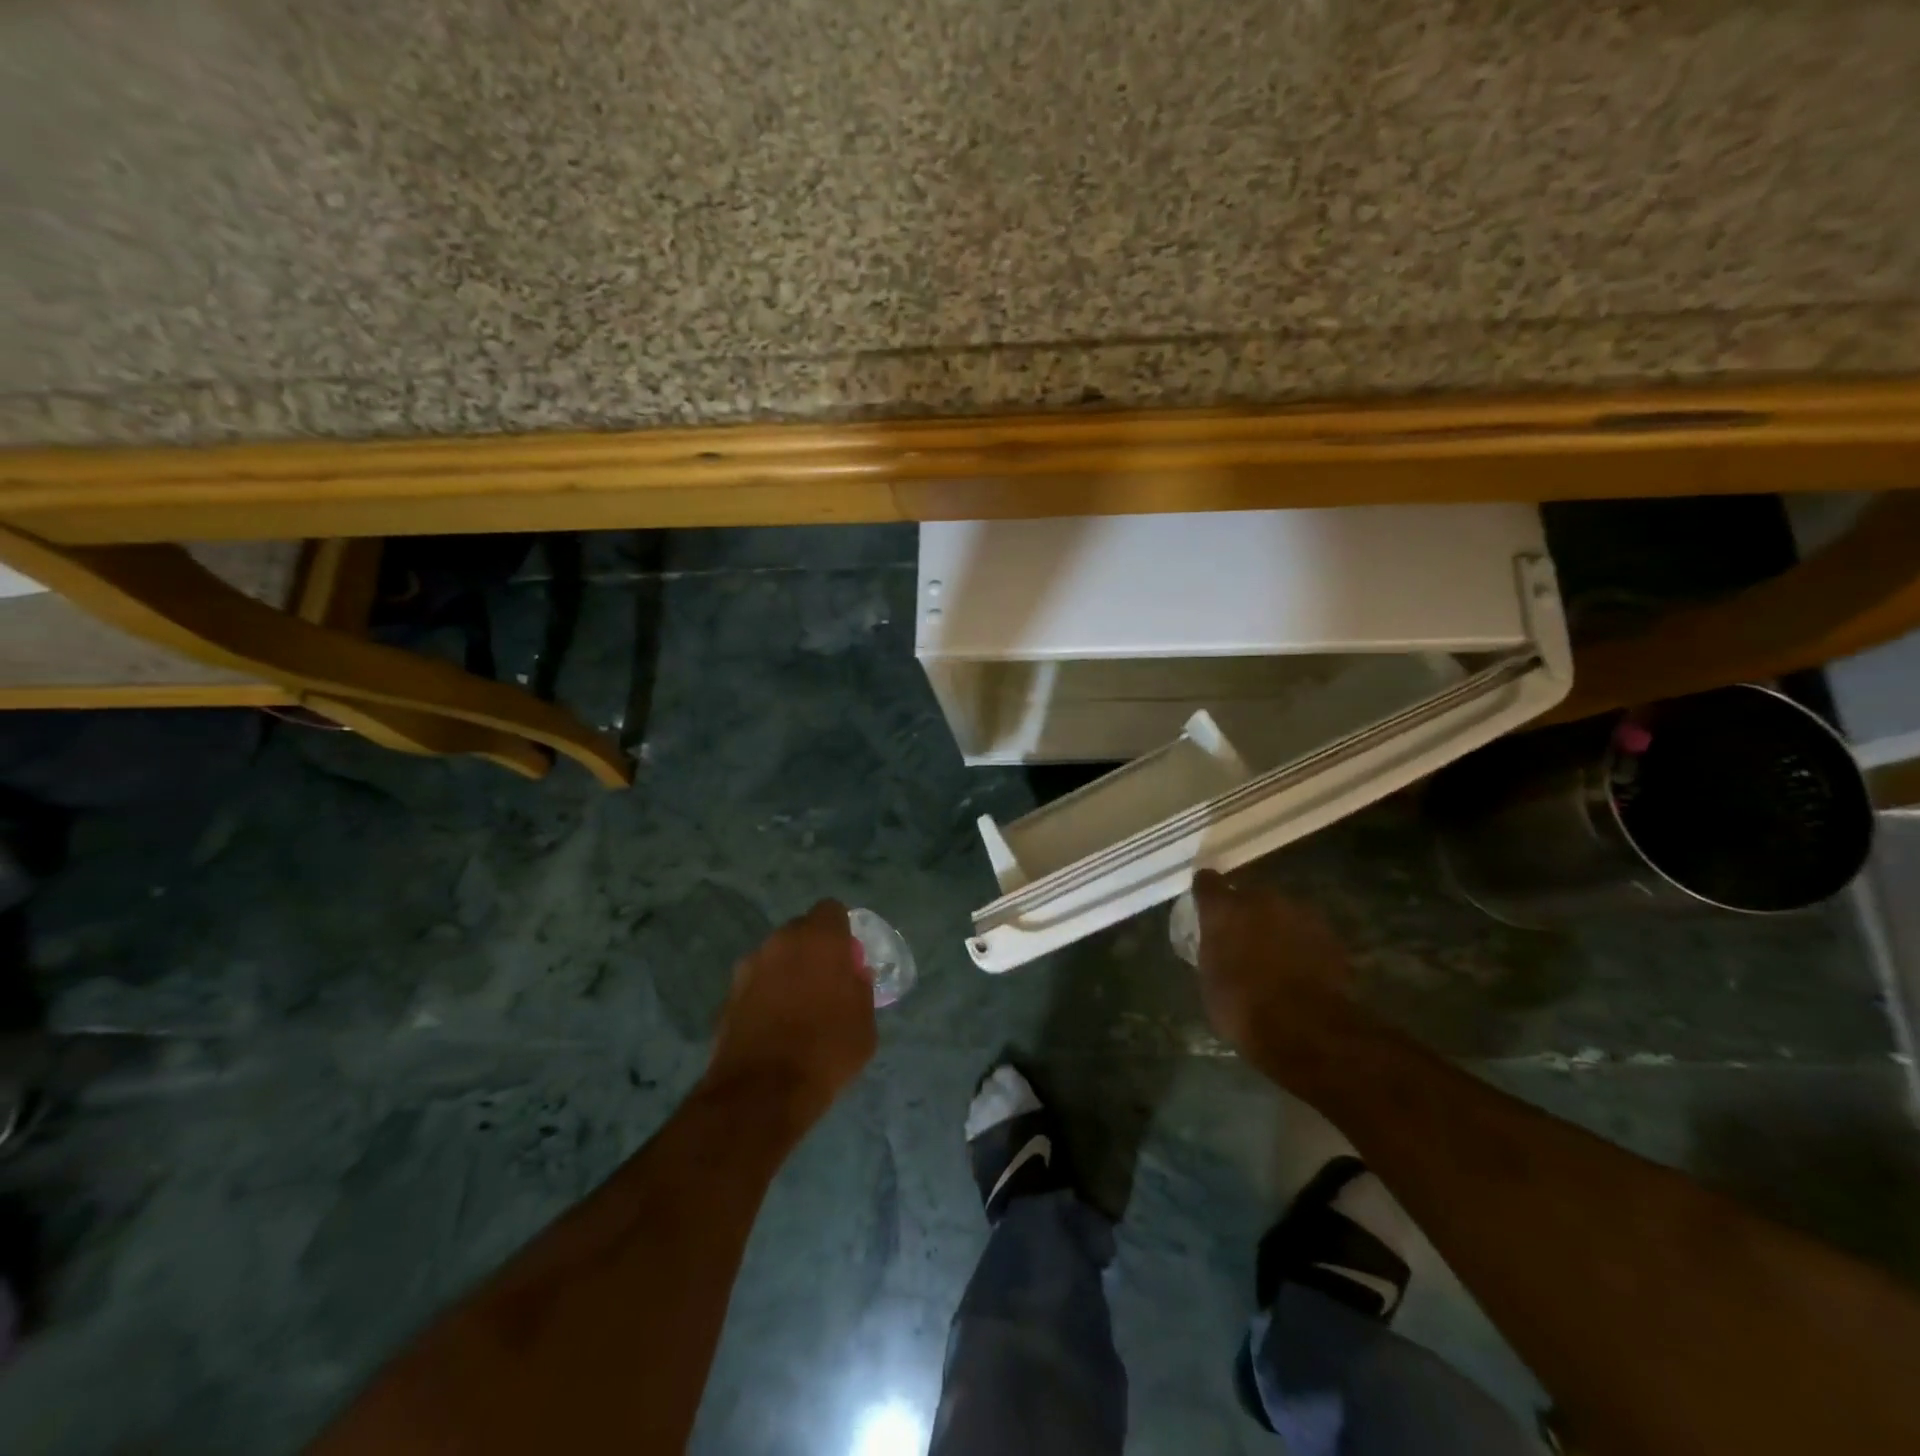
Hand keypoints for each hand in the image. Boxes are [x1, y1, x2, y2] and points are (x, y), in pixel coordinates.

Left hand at [701, 900, 876, 1127]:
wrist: (762, 1092)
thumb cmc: (827, 1050)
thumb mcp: (865, 1022)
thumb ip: (860, 989)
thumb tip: (854, 975)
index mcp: (819, 938)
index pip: (831, 910)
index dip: (841, 931)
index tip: (847, 959)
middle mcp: (780, 942)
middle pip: (800, 931)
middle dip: (812, 950)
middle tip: (825, 983)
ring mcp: (748, 967)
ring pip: (775, 957)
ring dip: (786, 972)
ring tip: (797, 1009)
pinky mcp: (727, 995)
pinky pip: (755, 984)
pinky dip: (765, 997)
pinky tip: (774, 1027)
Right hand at [1192, 871, 1357, 1067]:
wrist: (1307, 1029)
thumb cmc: (1244, 1008)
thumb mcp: (1211, 980)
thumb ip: (1213, 950)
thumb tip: (1218, 945)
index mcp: (1223, 909)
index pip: (1207, 882)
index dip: (1206, 891)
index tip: (1205, 902)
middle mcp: (1260, 900)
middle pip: (1249, 894)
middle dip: (1245, 910)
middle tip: (1243, 935)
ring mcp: (1299, 913)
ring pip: (1281, 911)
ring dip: (1276, 924)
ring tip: (1276, 952)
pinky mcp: (1329, 933)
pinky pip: (1306, 931)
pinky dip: (1301, 942)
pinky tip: (1301, 966)